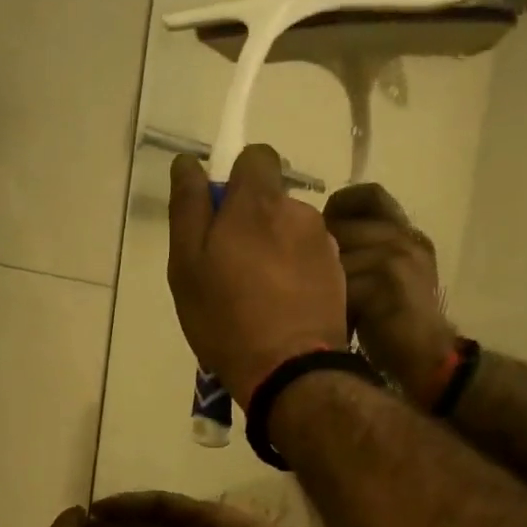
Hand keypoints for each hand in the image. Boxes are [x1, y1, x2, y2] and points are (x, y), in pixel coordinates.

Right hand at [168, 147, 347, 407]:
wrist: (290, 369)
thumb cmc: (226, 316)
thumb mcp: (187, 264)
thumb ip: (188, 206)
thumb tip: (187, 162)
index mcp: (259, 202)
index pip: (257, 157)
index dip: (237, 178)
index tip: (221, 213)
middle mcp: (299, 212)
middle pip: (272, 199)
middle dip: (252, 220)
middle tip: (230, 266)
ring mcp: (324, 244)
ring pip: (291, 231)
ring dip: (274, 248)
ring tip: (257, 294)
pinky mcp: (339, 274)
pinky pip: (309, 259)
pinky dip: (295, 272)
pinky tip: (282, 306)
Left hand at [324, 183, 457, 399]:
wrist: (427, 359)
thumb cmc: (395, 323)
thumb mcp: (383, 278)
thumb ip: (362, 251)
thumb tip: (315, 237)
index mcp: (405, 232)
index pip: (370, 194)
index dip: (340, 206)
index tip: (325, 228)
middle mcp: (404, 237)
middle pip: (342, 225)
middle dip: (321, 252)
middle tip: (315, 281)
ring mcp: (398, 257)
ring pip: (335, 252)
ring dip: (323, 280)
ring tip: (323, 304)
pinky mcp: (387, 280)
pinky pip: (339, 280)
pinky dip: (329, 300)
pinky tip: (331, 317)